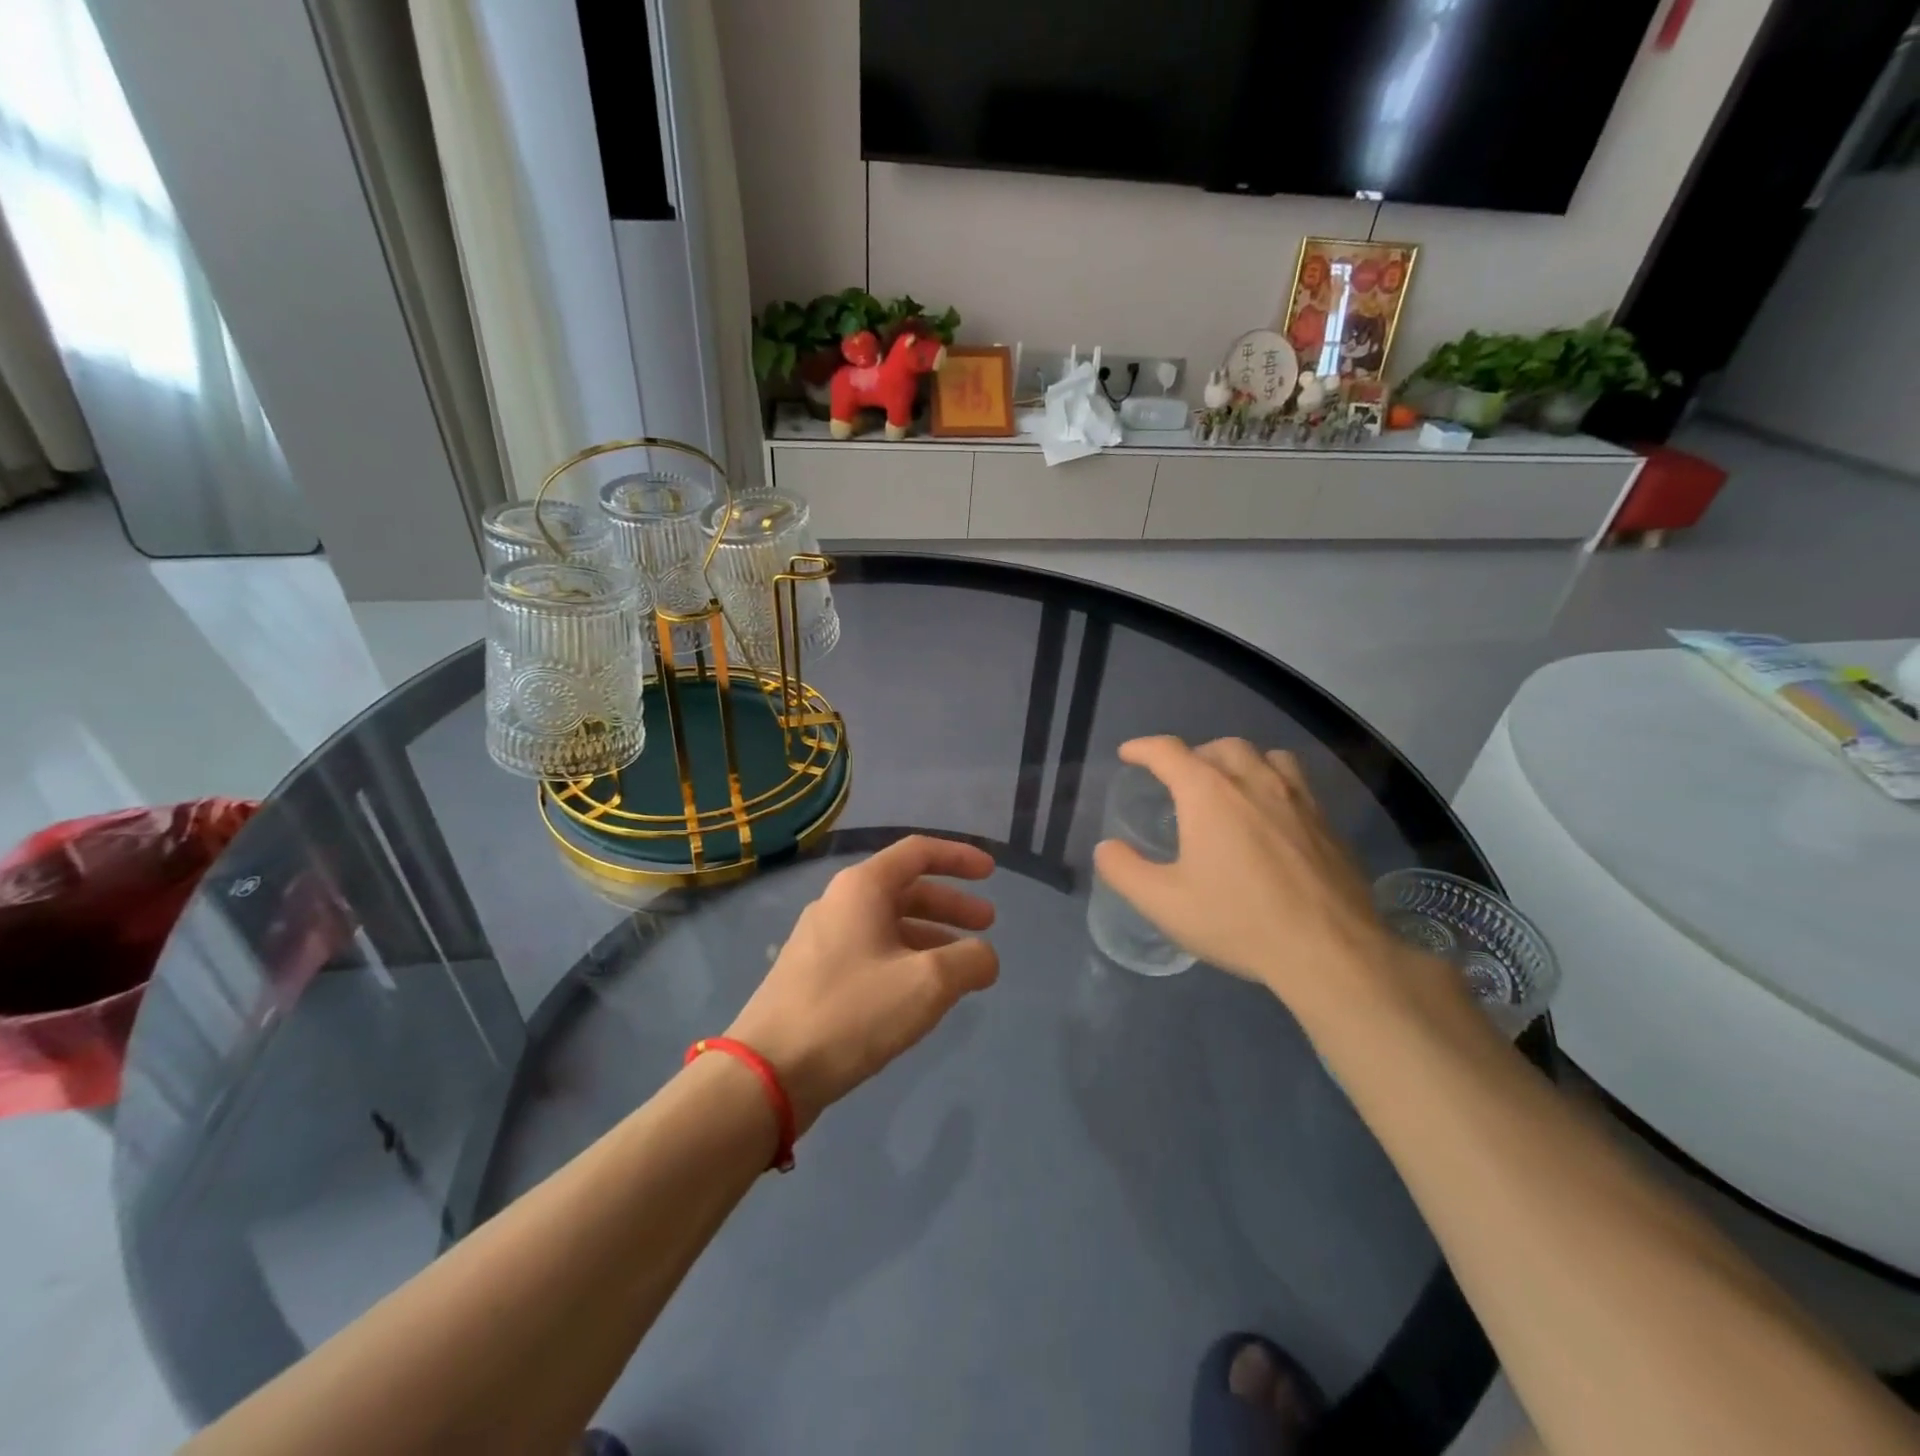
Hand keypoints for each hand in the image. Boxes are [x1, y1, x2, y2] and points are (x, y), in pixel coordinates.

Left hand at [726, 836, 998, 1133]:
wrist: (768, 1071)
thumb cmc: (852, 1011)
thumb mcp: (926, 983)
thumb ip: (969, 961)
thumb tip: (985, 957)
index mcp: (862, 888)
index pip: (918, 852)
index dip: (959, 857)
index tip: (991, 873)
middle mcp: (839, 903)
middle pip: (905, 889)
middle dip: (950, 904)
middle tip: (987, 924)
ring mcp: (822, 940)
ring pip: (888, 924)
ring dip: (930, 935)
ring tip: (963, 965)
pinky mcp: (814, 975)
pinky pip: (871, 952)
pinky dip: (905, 959)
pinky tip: (921, 992)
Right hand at [1092, 737, 1406, 1018]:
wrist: (1329, 951)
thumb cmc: (1238, 921)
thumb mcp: (1164, 903)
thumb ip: (1125, 871)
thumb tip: (1106, 848)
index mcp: (1208, 793)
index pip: (1168, 752)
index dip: (1143, 748)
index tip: (1128, 754)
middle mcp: (1254, 782)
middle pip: (1220, 746)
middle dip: (1193, 755)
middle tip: (1180, 781)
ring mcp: (1298, 799)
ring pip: (1266, 757)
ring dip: (1240, 762)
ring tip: (1231, 787)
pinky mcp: (1327, 823)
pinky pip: (1297, 783)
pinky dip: (1274, 784)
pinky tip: (1272, 818)